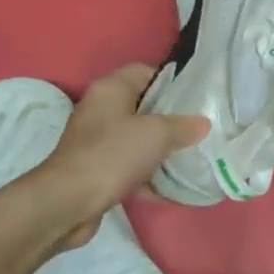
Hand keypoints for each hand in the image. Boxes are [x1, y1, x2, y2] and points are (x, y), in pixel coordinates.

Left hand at [35, 64, 208, 245]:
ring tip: (191, 158)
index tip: (196, 99)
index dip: (170, 82)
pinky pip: (130, 166)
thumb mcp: (157, 134)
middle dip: (171, 120)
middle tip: (199, 130)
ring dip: (162, 150)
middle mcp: (101, 110)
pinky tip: (171, 189)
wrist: (70, 201)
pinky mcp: (98, 170)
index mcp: (110, 90)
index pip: (144, 72)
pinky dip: (149, 176)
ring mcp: (97, 142)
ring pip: (138, 139)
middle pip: (143, 107)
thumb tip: (203, 123)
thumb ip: (183, 126)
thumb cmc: (113, 155)